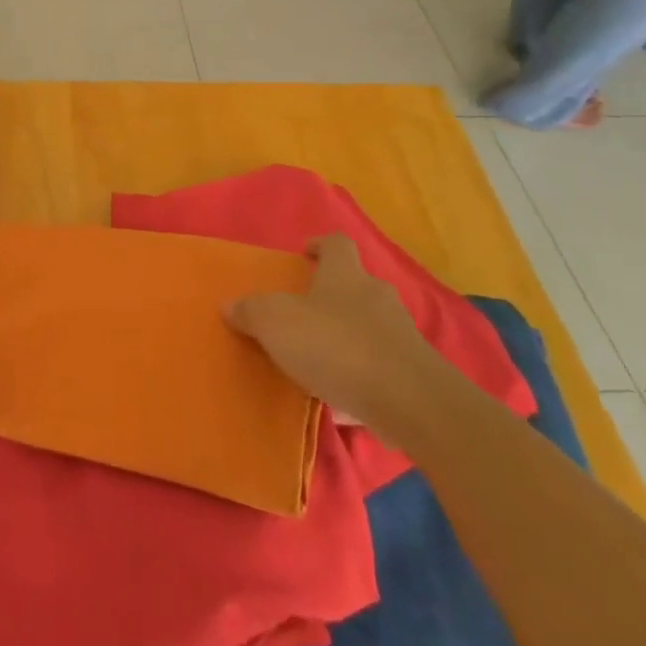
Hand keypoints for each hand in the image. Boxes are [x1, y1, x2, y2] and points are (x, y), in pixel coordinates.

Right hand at [225, 235, 441, 433]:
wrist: (410, 402)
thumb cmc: (336, 347)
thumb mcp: (276, 324)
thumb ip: (251, 312)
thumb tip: (231, 305)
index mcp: (345, 275)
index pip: (336, 244)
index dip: (320, 246)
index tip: (304, 256)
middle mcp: (377, 295)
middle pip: (355, 284)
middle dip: (333, 294)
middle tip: (305, 312)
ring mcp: (401, 333)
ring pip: (371, 323)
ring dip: (349, 333)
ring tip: (321, 355)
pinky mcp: (414, 370)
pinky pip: (382, 361)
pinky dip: (364, 369)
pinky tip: (344, 392)